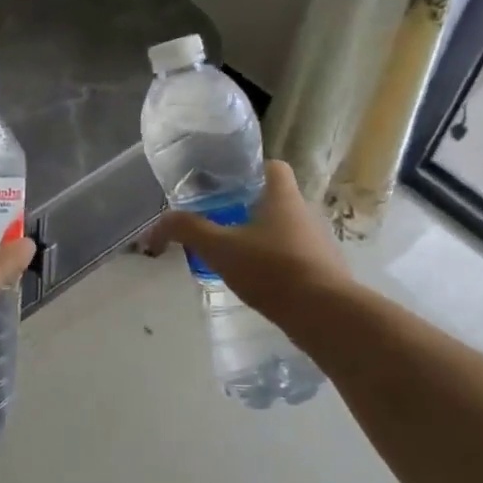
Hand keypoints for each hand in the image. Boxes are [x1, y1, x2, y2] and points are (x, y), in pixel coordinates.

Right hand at [154, 161, 353, 324]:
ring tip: (233, 253)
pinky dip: (276, 263)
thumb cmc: (272, 269)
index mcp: (283, 197)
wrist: (326, 315)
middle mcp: (305, 213)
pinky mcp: (324, 272)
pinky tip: (256, 280)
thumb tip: (157, 224)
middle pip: (275, 199)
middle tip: (218, 220)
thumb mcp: (219, 248)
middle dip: (247, 207)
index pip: (272, 166)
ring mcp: (318, 244)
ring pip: (284, 229)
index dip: (249, 169)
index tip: (224, 183)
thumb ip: (187, 230)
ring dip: (261, 237)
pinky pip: (295, 257)